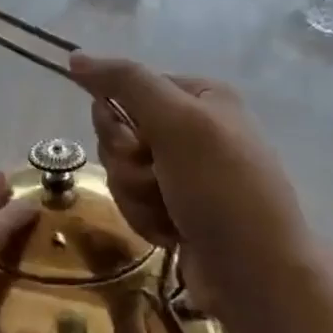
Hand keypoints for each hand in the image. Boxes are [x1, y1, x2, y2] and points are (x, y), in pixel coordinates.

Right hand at [68, 53, 314, 319]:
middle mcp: (192, 129)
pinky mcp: (177, 207)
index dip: (118, 121)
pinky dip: (146, 218)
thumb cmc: (221, 189)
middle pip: (118, 133)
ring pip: (121, 171)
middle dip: (128, 165)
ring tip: (170, 214)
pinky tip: (173, 233)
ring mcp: (184, 171)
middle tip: (159, 181)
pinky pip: (133, 201)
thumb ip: (125, 83)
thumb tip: (75, 57)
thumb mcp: (177, 122)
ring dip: (136, 195)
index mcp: (199, 97)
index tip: (137, 145)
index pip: (124, 91)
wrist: (258, 275)